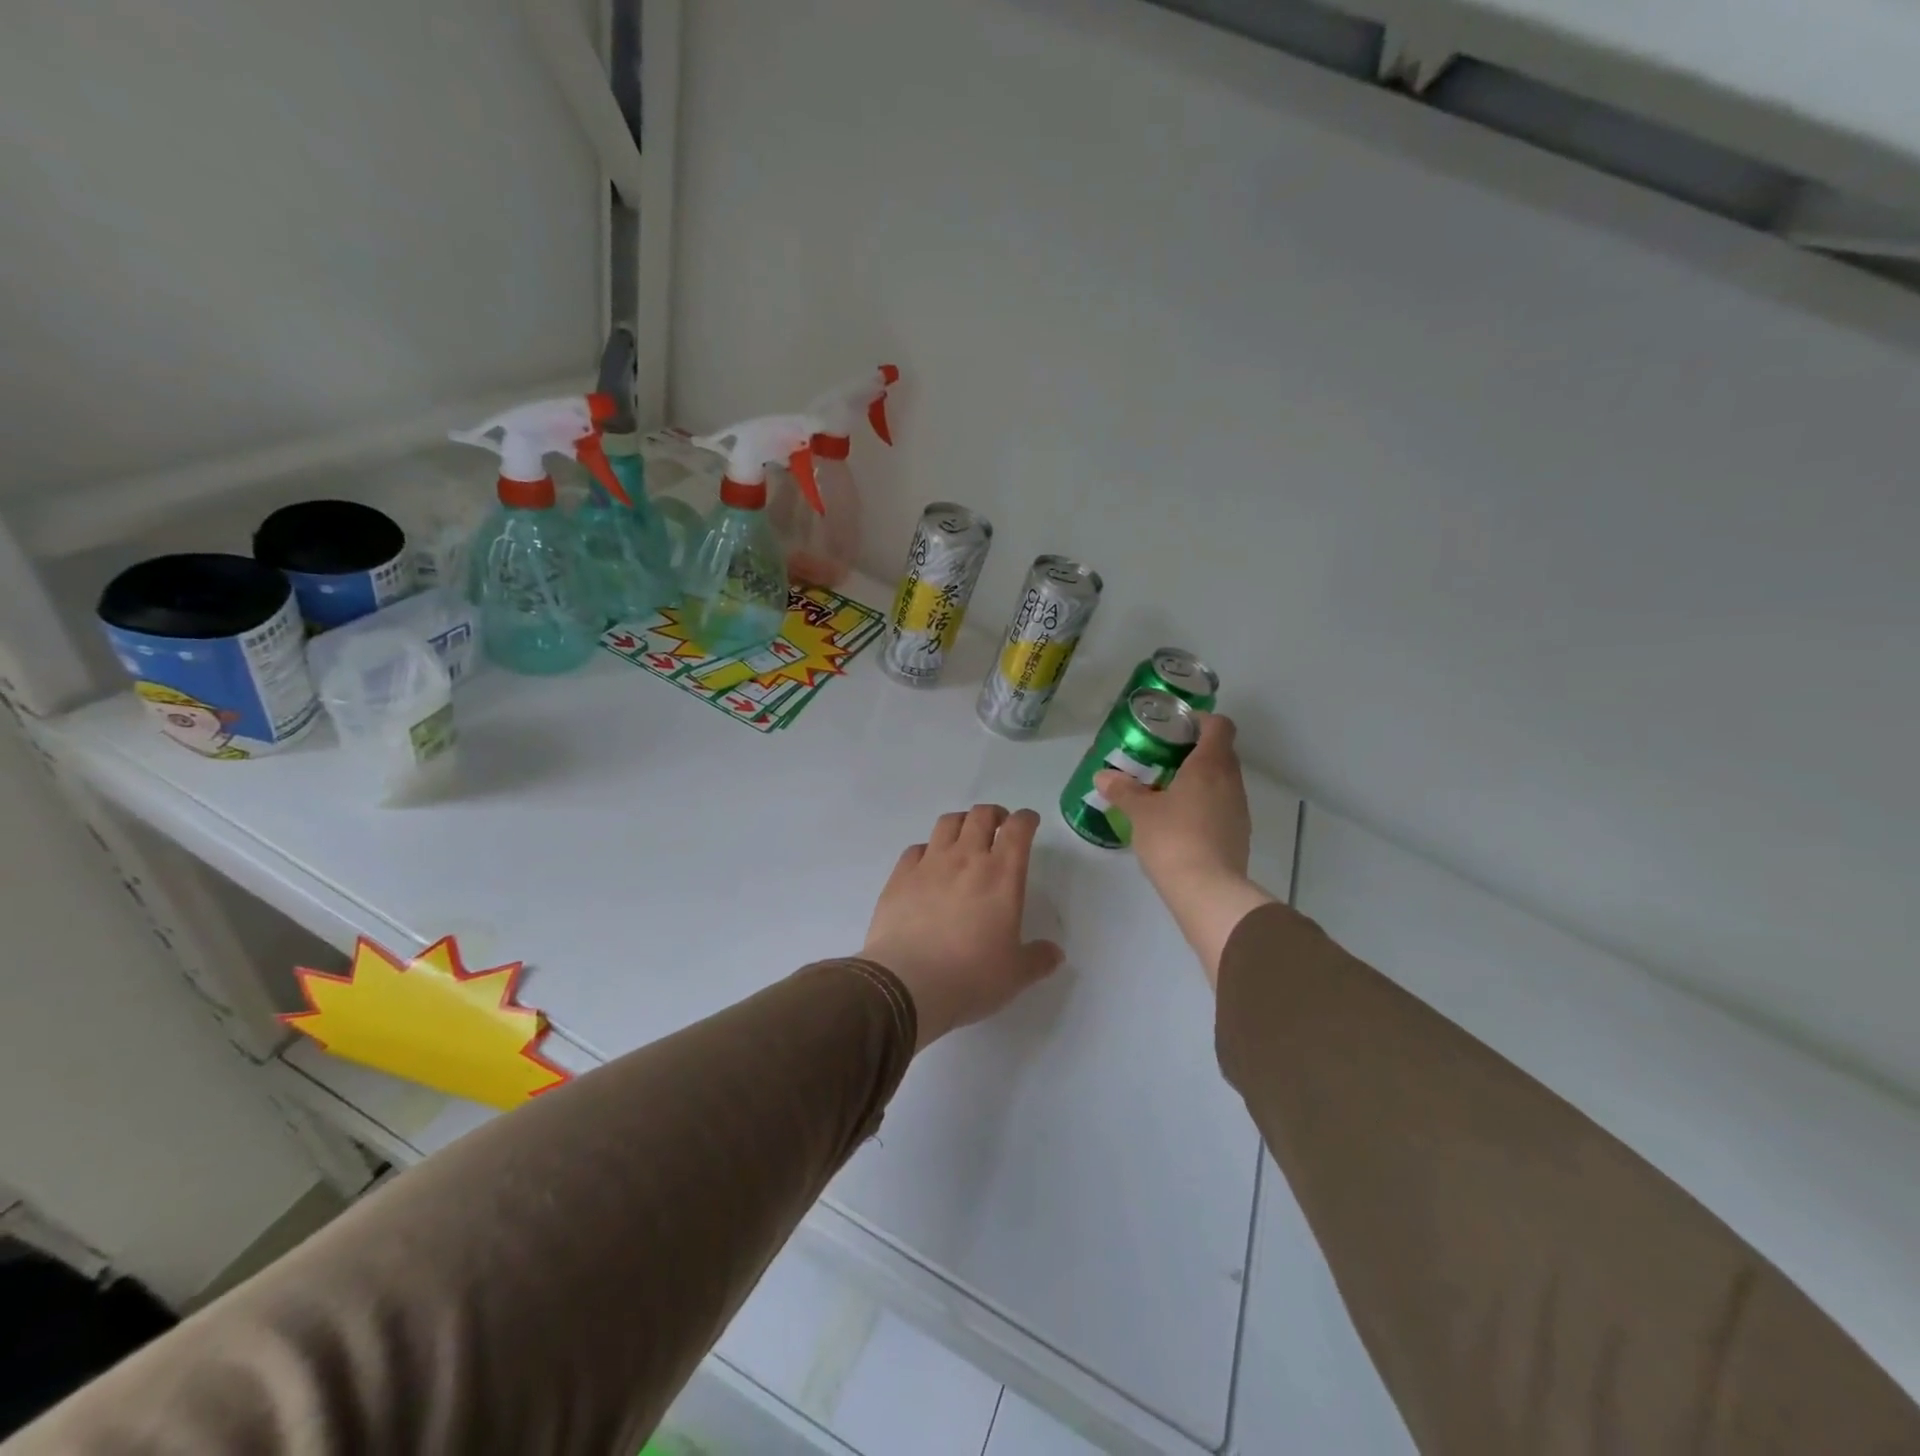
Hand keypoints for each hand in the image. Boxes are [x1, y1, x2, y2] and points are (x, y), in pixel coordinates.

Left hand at [861, 806, 1064, 1049]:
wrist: (907, 984)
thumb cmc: (971, 977)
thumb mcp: (1015, 975)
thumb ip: (1038, 959)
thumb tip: (1054, 954)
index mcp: (1001, 875)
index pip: (1017, 829)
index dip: (1025, 819)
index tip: (1029, 822)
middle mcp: (966, 859)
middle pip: (980, 816)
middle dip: (994, 814)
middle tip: (998, 826)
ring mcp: (929, 864)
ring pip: (947, 823)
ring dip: (962, 823)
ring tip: (965, 837)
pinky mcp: (900, 876)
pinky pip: (916, 849)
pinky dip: (928, 849)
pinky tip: (929, 865)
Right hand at [1094, 714, 1274, 985]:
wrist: (1208, 891)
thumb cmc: (1173, 839)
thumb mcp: (1140, 812)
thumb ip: (1123, 790)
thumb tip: (1102, 776)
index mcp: (1210, 765)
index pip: (1219, 726)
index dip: (1200, 720)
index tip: (1177, 727)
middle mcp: (1231, 781)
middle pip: (1221, 752)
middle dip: (1194, 751)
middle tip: (1162, 758)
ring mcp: (1239, 808)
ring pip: (1222, 781)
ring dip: (1199, 780)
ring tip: (1167, 791)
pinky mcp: (1239, 833)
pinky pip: (1222, 806)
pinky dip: (1204, 804)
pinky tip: (1179, 821)